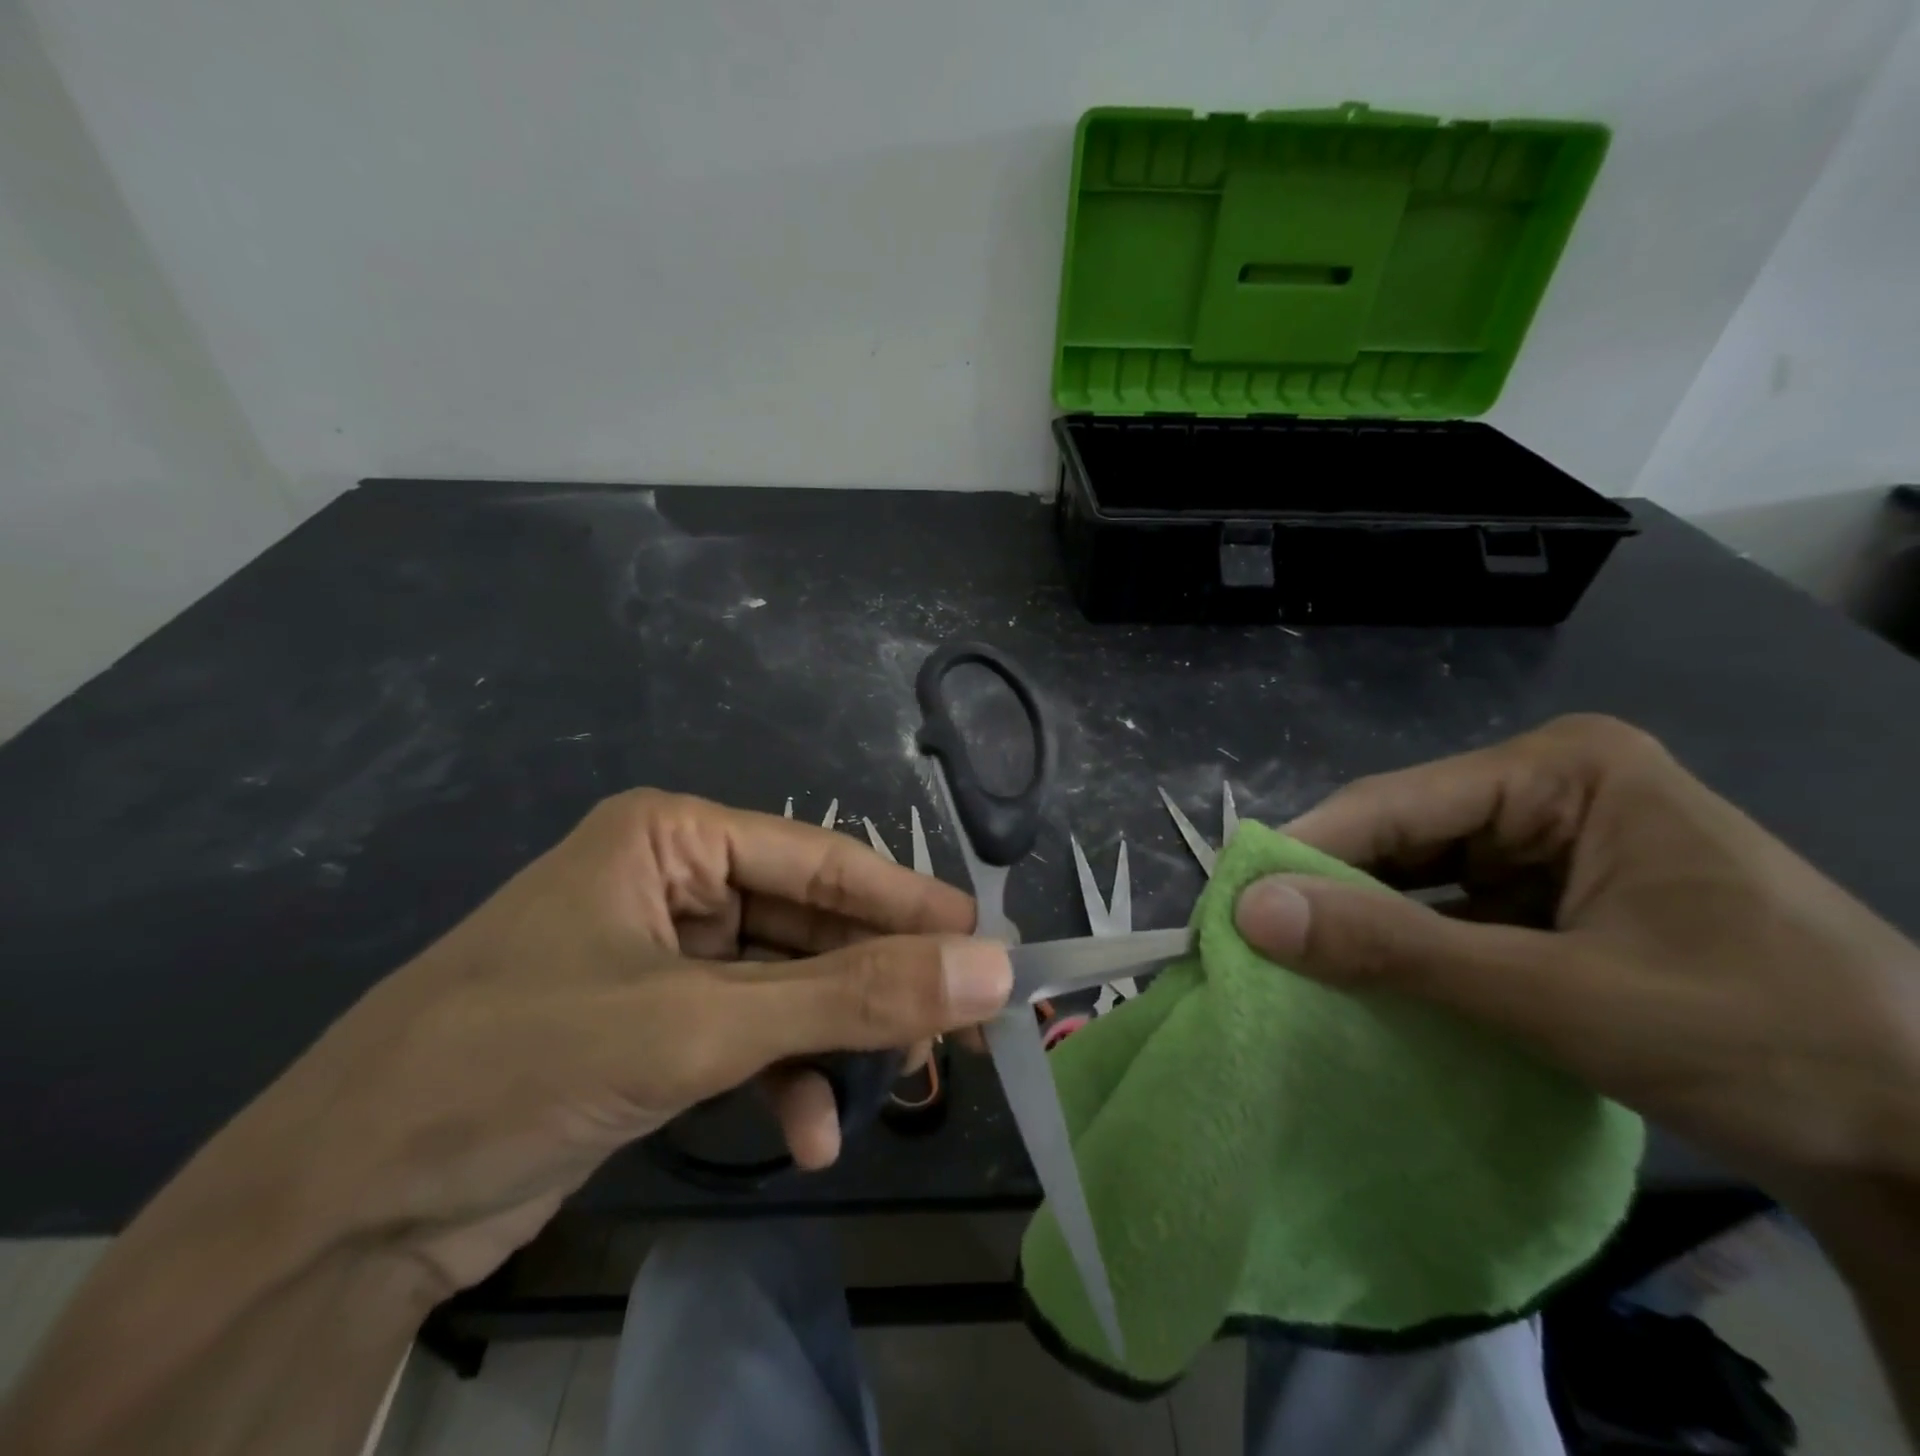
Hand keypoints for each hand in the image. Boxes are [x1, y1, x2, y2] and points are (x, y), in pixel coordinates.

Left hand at [197, 790, 1010, 1296]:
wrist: (335, 1214)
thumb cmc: (516, 1066)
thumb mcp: (700, 1028)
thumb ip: (852, 998)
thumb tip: (990, 970)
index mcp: (673, 838)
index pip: (821, 862)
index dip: (909, 904)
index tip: (989, 944)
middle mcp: (673, 883)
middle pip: (810, 925)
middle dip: (878, 983)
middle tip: (964, 1030)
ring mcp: (664, 957)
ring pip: (787, 985)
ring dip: (837, 1039)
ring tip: (903, 1087)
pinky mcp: (652, 1026)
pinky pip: (749, 1035)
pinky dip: (785, 1079)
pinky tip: (809, 1133)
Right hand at [1232, 714, 1919, 1185]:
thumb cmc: (1762, 1041)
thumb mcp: (1557, 995)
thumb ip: (1395, 949)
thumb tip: (1250, 914)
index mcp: (1561, 769)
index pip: (1393, 804)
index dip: (1304, 856)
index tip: (1229, 911)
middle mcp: (1547, 788)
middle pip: (1401, 835)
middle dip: (1331, 893)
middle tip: (1252, 947)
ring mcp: (1551, 841)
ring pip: (1418, 874)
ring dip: (1362, 922)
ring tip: (1288, 964)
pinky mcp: (1552, 894)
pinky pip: (1450, 909)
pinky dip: (1405, 945)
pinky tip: (1361, 978)